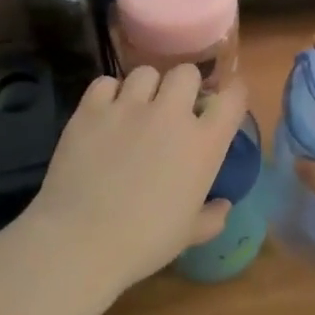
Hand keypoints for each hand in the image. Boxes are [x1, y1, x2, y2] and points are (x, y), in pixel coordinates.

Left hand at [22, 65, 248, 290]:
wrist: (81, 241)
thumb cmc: (144, 242)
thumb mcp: (189, 234)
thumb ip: (212, 216)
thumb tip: (224, 205)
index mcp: (203, 144)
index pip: (232, 98)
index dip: (233, 93)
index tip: (225, 100)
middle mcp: (170, 115)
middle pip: (186, 73)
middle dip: (184, 86)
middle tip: (174, 108)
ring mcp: (128, 107)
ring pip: (145, 72)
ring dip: (146, 88)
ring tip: (136, 108)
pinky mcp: (91, 109)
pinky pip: (105, 83)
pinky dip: (108, 94)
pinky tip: (105, 113)